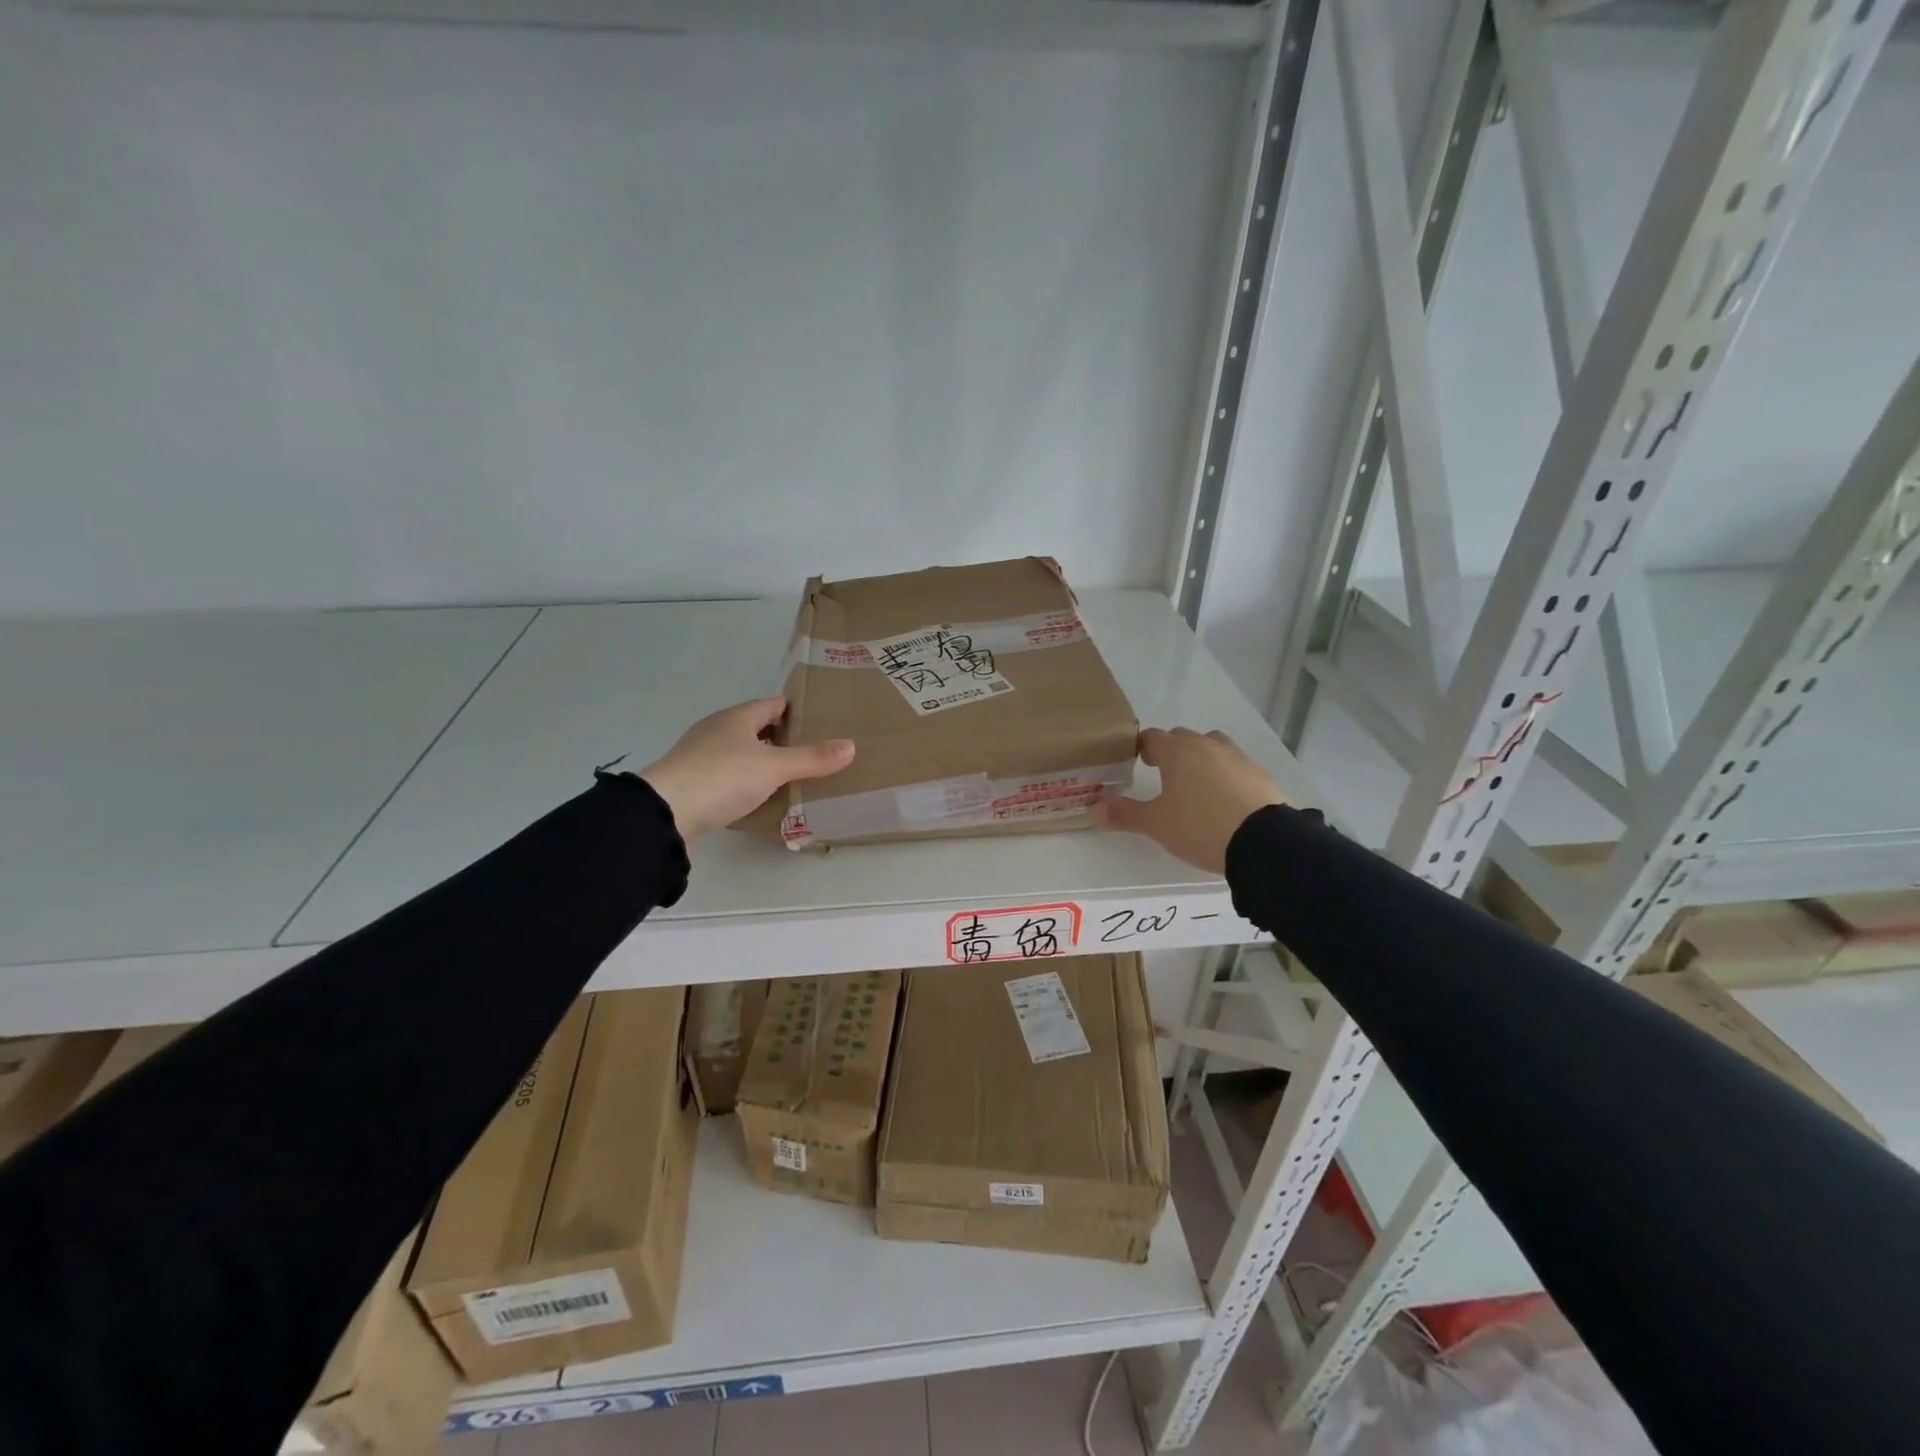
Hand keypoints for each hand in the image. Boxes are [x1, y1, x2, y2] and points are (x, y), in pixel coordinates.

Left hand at [638, 698, 853, 846]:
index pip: (771, 705)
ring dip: (762, 762)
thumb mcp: (774, 767)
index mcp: (736, 718)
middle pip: (754, 728)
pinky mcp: (692, 784)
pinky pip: (728, 778)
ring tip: (792, 776)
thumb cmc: (723, 776)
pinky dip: (745, 783)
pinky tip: (760, 798)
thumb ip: (811, 758)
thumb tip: (850, 746)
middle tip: (812, 751)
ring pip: (740, 753)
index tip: (818, 720)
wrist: (666, 813)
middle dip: (780, 737)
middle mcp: (717, 731)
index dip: (794, 710)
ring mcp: (700, 757)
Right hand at [1088, 727, 1285, 874]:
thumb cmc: (1200, 826)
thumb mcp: (1156, 824)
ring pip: (1212, 749)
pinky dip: (1225, 777)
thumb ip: (1124, 814)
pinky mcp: (1260, 775)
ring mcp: (1238, 758)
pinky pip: (1235, 768)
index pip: (1152, 737)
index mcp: (1178, 751)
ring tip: (1195, 787)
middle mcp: (1208, 745)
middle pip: (1183, 739)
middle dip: (1171, 752)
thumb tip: (1093, 809)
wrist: (1264, 842)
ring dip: (1200, 761)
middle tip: (1162, 775)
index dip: (1141, 748)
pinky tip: (1223, 801)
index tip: (1135, 762)